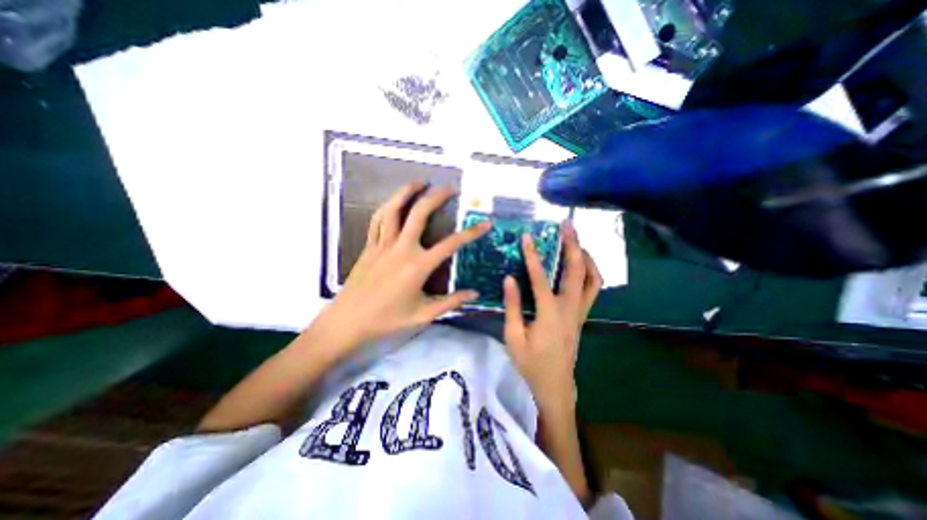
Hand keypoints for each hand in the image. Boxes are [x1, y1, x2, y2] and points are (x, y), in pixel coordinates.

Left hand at [309, 182, 492, 361]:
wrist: (348, 321)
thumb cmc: (387, 320)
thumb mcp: (423, 315)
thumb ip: (450, 302)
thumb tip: (474, 294)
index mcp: (418, 266)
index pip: (451, 244)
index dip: (471, 233)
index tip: (485, 223)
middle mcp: (401, 249)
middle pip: (419, 214)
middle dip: (436, 197)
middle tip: (450, 187)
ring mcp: (382, 245)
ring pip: (394, 210)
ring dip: (407, 192)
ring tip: (419, 181)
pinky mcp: (369, 246)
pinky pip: (378, 220)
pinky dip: (388, 206)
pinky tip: (394, 202)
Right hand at [504, 221, 604, 415]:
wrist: (555, 386)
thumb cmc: (530, 364)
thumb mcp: (513, 337)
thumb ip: (512, 306)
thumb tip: (509, 278)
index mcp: (550, 315)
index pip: (541, 278)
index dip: (533, 256)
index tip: (528, 237)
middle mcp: (570, 309)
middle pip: (577, 271)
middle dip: (573, 245)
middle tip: (567, 226)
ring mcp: (580, 312)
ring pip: (593, 279)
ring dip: (586, 257)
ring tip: (576, 241)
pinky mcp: (582, 316)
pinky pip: (593, 289)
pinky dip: (590, 272)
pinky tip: (580, 265)